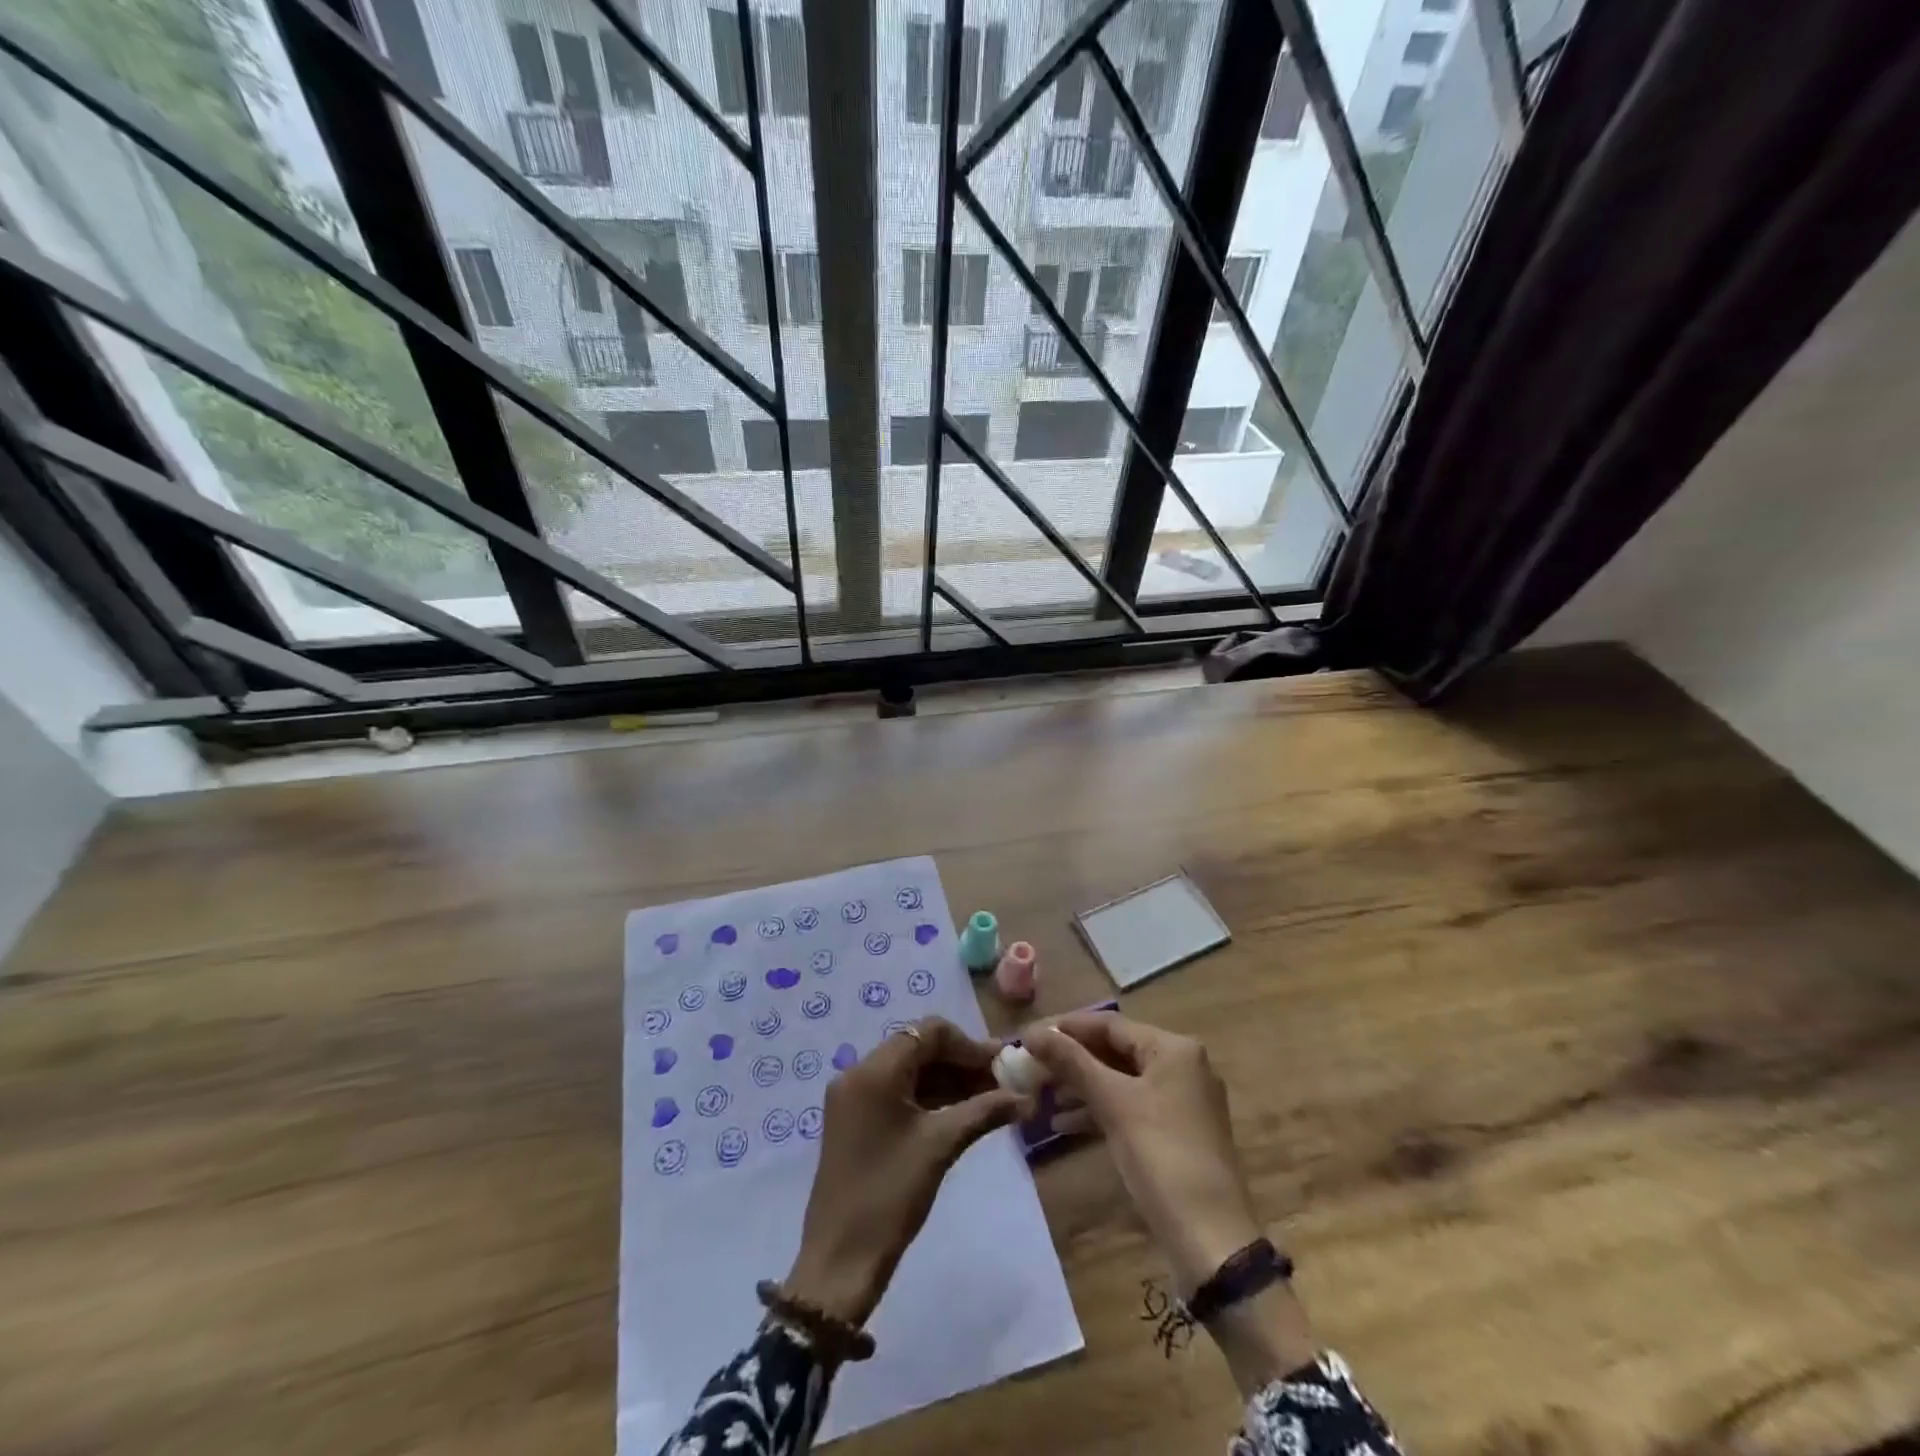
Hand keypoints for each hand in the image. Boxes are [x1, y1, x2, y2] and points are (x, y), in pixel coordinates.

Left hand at [786, 1018, 1029, 1327]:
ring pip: (909, 1071)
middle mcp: (858, 1072)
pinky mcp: (854, 1119)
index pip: (928, 1032)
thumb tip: (1026, 1098)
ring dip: (948, 1080)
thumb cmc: (890, 1196)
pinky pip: (897, 1092)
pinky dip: (928, 1097)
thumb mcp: (941, 1146)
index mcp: (874, 1070)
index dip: (969, 1045)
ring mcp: (853, 1097)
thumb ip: (984, 1111)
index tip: (1002, 1065)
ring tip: (989, 1099)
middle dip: (961, 1062)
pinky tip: (961, 1113)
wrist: (839, 1262)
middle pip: (919, 1047)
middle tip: (1002, 1082)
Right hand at [1026, 1013, 1261, 1291]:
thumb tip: (1031, 1032)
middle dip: (1073, 1060)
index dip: (1068, 1028)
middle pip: (1116, 1051)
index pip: (1110, 1024)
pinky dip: (1100, 1110)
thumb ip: (1072, 1062)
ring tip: (1042, 1097)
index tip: (1029, 1037)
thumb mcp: (1113, 1103)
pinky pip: (1131, 1107)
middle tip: (1032, 1068)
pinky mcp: (1177, 1132)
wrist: (1211, 1239)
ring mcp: (1182, 1101)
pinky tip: (1064, 1125)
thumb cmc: (1161, 1156)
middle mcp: (1182, 1065)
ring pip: (1121, 1080)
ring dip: (1082, 1086)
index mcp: (1174, 1048)